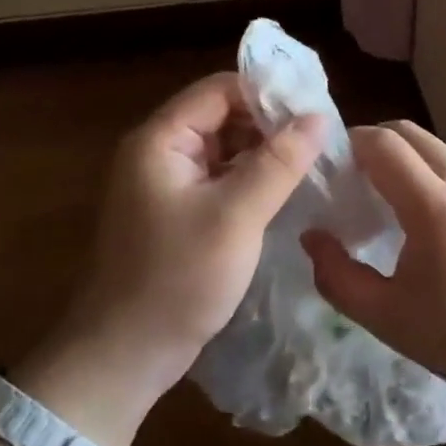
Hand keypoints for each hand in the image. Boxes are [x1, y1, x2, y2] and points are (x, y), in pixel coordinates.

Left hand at [25, 73, 322, 444]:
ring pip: (223, 149)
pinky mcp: (175, 213)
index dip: (267, 93)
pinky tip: (284, 192)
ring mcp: (165, 184)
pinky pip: (218, 180)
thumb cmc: (177, 279)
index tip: (315, 108)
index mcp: (160, 139)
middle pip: (221, 116)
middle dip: (269, 124)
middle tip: (321, 140)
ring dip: (263, 154)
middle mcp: (159, 152)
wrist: (123, 356)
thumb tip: (318, 116)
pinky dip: (249, 181)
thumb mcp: (236, 216)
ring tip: (312, 163)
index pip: (219, 90)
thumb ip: (278, 162)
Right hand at [301, 121, 445, 412]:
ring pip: (441, 152)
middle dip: (376, 144)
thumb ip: (337, 276)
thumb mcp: (389, 319)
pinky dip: (442, 182)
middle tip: (357, 180)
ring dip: (411, 163)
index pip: (383, 143)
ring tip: (399, 208)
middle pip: (411, 133)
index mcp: (435, 206)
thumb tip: (312, 237)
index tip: (333, 166)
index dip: (350, 143)